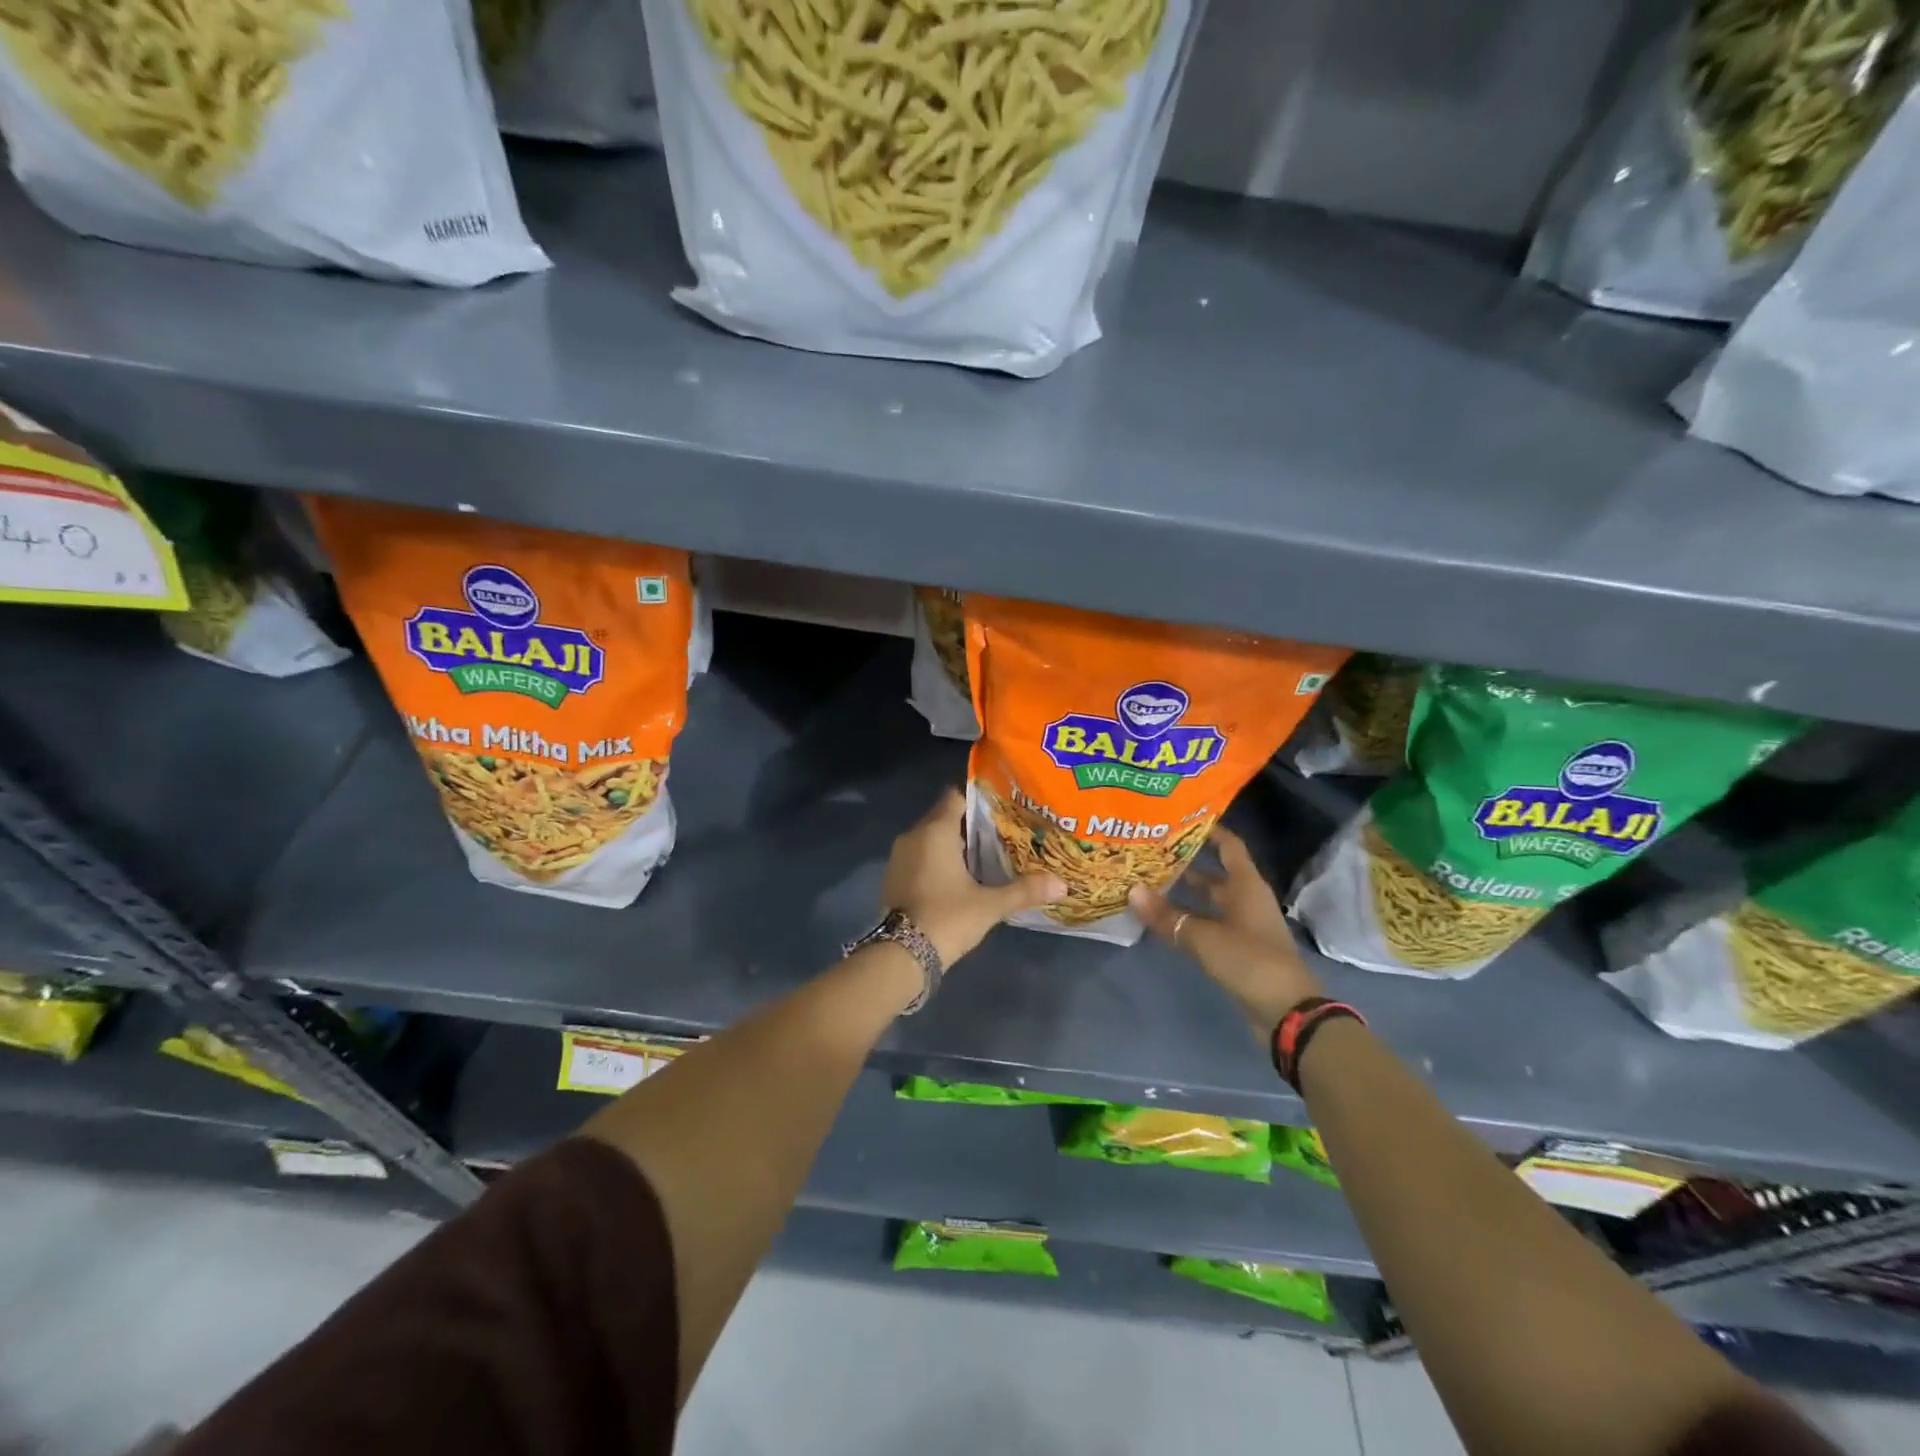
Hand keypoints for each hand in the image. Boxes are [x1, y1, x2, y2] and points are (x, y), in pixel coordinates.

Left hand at [883, 789, 1065, 966]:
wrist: (900, 955)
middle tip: (1002, 833)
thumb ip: (1024, 890)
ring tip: (985, 855)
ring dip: (953, 844)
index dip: (979, 799)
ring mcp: (899, 857)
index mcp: (935, 831)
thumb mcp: (990, 905)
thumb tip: (1063, 884)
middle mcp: (913, 836)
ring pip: (930, 838)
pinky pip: (920, 856)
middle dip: (970, 824)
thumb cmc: (946, 918)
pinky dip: (938, 860)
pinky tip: (960, 877)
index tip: (1002, 808)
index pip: (956, 797)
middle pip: (944, 817)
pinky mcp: (894, 877)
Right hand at [1130, 825, 1322, 1034]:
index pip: (1228, 845)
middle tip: (1152, 850)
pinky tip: (1163, 917)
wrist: (1287, 1012)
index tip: (1179, 817)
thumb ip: (1167, 916)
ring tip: (1149, 880)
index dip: (1208, 829)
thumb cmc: (1250, 961)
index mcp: (1246, 885)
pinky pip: (1209, 923)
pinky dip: (1188, 917)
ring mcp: (1243, 925)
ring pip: (1210, 900)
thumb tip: (1132, 890)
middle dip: (1187, 862)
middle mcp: (1246, 899)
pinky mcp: (1238, 948)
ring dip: (1185, 892)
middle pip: (1215, 872)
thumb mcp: (1204, 937)